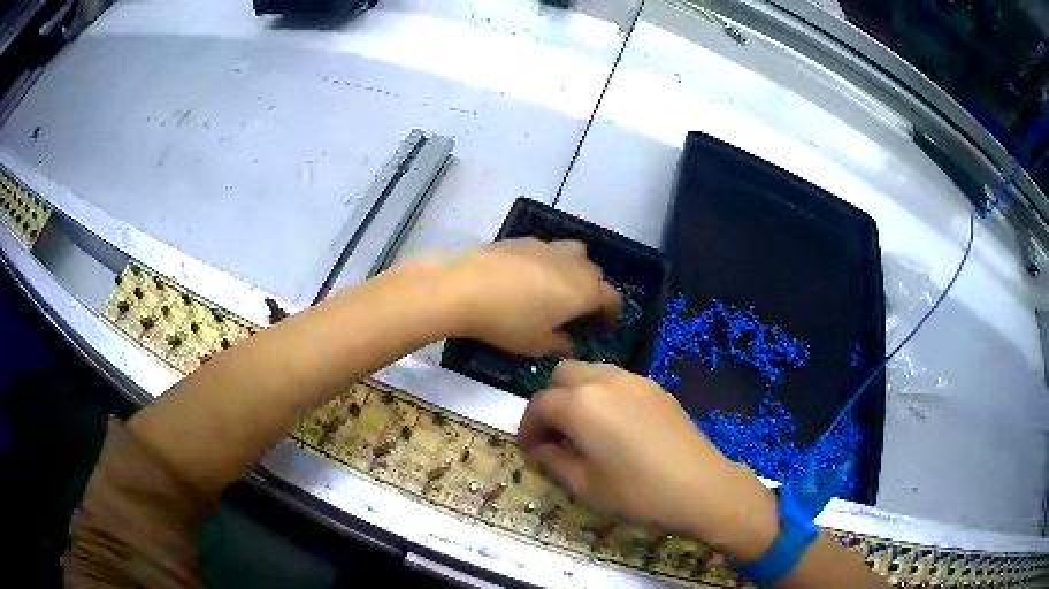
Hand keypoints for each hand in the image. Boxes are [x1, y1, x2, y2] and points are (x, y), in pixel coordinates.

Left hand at [436, 239, 621, 355]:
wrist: (465, 287)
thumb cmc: (507, 322)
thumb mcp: (536, 344)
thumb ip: (560, 344)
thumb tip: (569, 343)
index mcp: (584, 291)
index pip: (611, 298)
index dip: (611, 313)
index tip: (604, 325)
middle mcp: (574, 264)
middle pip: (595, 273)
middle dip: (593, 290)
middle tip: (578, 309)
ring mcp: (549, 247)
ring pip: (575, 254)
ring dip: (574, 270)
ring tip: (557, 287)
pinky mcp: (524, 239)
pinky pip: (548, 250)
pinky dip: (548, 262)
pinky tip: (527, 277)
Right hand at [518, 360, 778, 561]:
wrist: (700, 487)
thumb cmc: (636, 492)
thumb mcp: (584, 485)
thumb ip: (553, 460)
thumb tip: (540, 447)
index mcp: (580, 404)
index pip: (539, 405)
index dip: (527, 428)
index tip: (529, 450)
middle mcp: (604, 380)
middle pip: (561, 375)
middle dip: (550, 402)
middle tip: (554, 435)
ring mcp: (634, 380)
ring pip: (590, 371)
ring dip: (576, 394)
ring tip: (583, 429)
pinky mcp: (655, 387)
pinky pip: (616, 380)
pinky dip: (601, 394)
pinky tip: (614, 426)